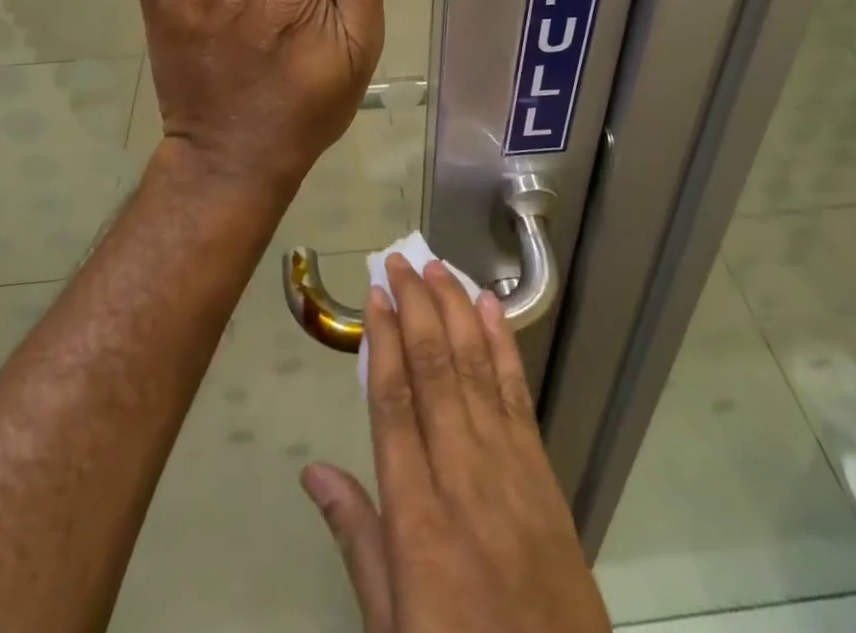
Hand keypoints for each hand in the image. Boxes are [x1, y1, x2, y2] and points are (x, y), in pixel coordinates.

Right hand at [301, 257, 613, 632]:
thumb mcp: (390, 622)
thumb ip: (356, 538)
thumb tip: (313, 470)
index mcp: (415, 515)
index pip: (393, 402)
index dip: (383, 340)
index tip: (376, 295)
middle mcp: (461, 474)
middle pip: (434, 369)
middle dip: (416, 306)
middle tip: (400, 260)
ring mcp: (508, 466)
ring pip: (475, 367)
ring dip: (455, 310)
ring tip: (437, 267)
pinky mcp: (542, 470)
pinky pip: (516, 393)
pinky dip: (502, 344)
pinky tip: (490, 308)